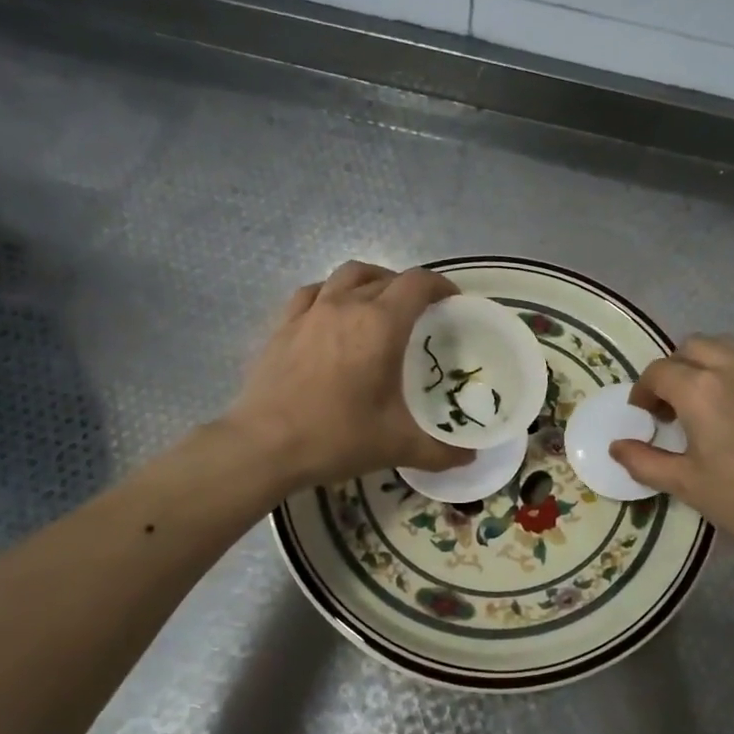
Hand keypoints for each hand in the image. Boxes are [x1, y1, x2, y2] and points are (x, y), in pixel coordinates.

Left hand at [224, 261, 473, 491]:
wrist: (263, 446)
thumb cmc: (337, 437)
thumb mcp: (397, 446)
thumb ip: (440, 451)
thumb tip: (470, 458)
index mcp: (381, 324)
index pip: (418, 283)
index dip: (441, 286)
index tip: (452, 302)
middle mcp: (346, 306)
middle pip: (385, 277)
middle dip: (408, 288)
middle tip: (420, 314)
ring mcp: (310, 312)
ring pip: (346, 275)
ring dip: (370, 282)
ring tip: (378, 305)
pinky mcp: (283, 325)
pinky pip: (312, 293)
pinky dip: (331, 294)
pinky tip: (332, 314)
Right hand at [610, 335, 733, 561]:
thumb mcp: (685, 484)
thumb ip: (644, 460)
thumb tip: (617, 446)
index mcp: (701, 390)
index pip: (659, 372)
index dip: (645, 391)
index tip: (646, 414)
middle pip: (693, 346)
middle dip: (676, 369)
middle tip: (675, 404)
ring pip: (730, 347)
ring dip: (711, 365)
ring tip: (713, 399)